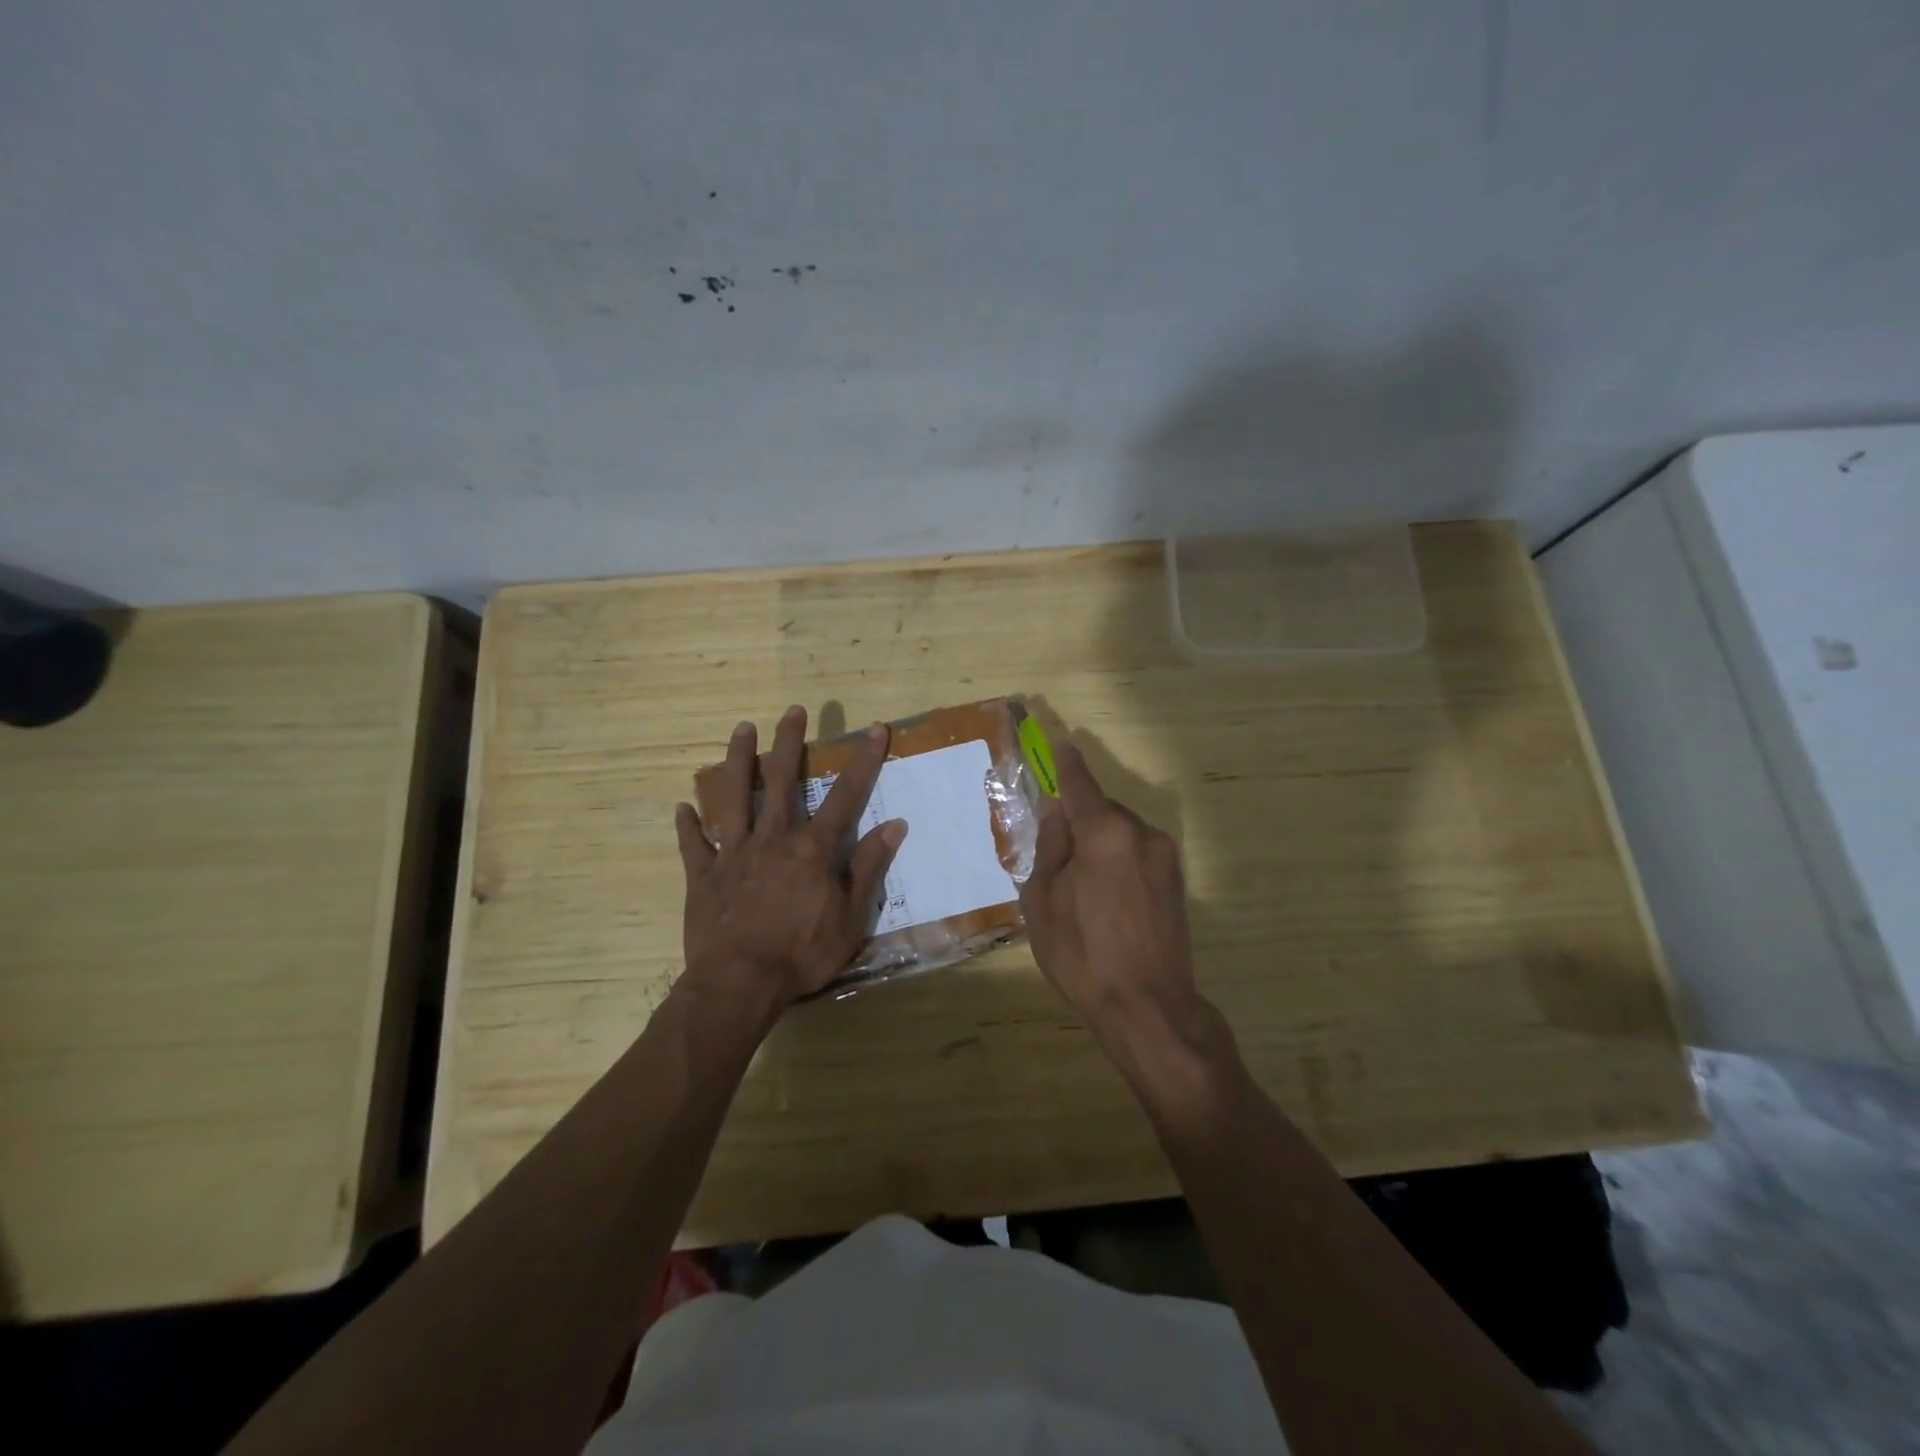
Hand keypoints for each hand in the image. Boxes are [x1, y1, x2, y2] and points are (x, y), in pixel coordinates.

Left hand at [675, 706, 905, 1006]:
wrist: (740, 984)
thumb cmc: (803, 953)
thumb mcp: (851, 917)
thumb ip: (870, 867)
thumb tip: (895, 825)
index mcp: (812, 849)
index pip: (845, 796)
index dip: (864, 761)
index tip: (876, 728)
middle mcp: (773, 839)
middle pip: (780, 781)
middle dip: (789, 743)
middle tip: (792, 711)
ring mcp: (734, 854)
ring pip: (733, 797)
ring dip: (737, 762)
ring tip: (740, 730)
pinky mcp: (703, 876)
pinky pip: (693, 845)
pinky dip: (687, 826)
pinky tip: (681, 807)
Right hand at [1018, 742, 1205, 1046]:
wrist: (1148, 1007)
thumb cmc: (1082, 954)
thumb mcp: (1044, 900)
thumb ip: (1049, 845)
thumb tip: (1055, 810)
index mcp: (1106, 833)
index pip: (1080, 785)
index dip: (1066, 765)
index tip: (1060, 745)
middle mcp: (1142, 834)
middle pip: (1102, 810)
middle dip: (1079, 819)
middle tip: (1054, 850)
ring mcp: (1166, 857)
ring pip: (1121, 832)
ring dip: (1100, 843)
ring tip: (1080, 886)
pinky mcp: (1177, 880)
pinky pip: (1138, 853)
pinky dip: (1118, 860)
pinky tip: (1106, 898)